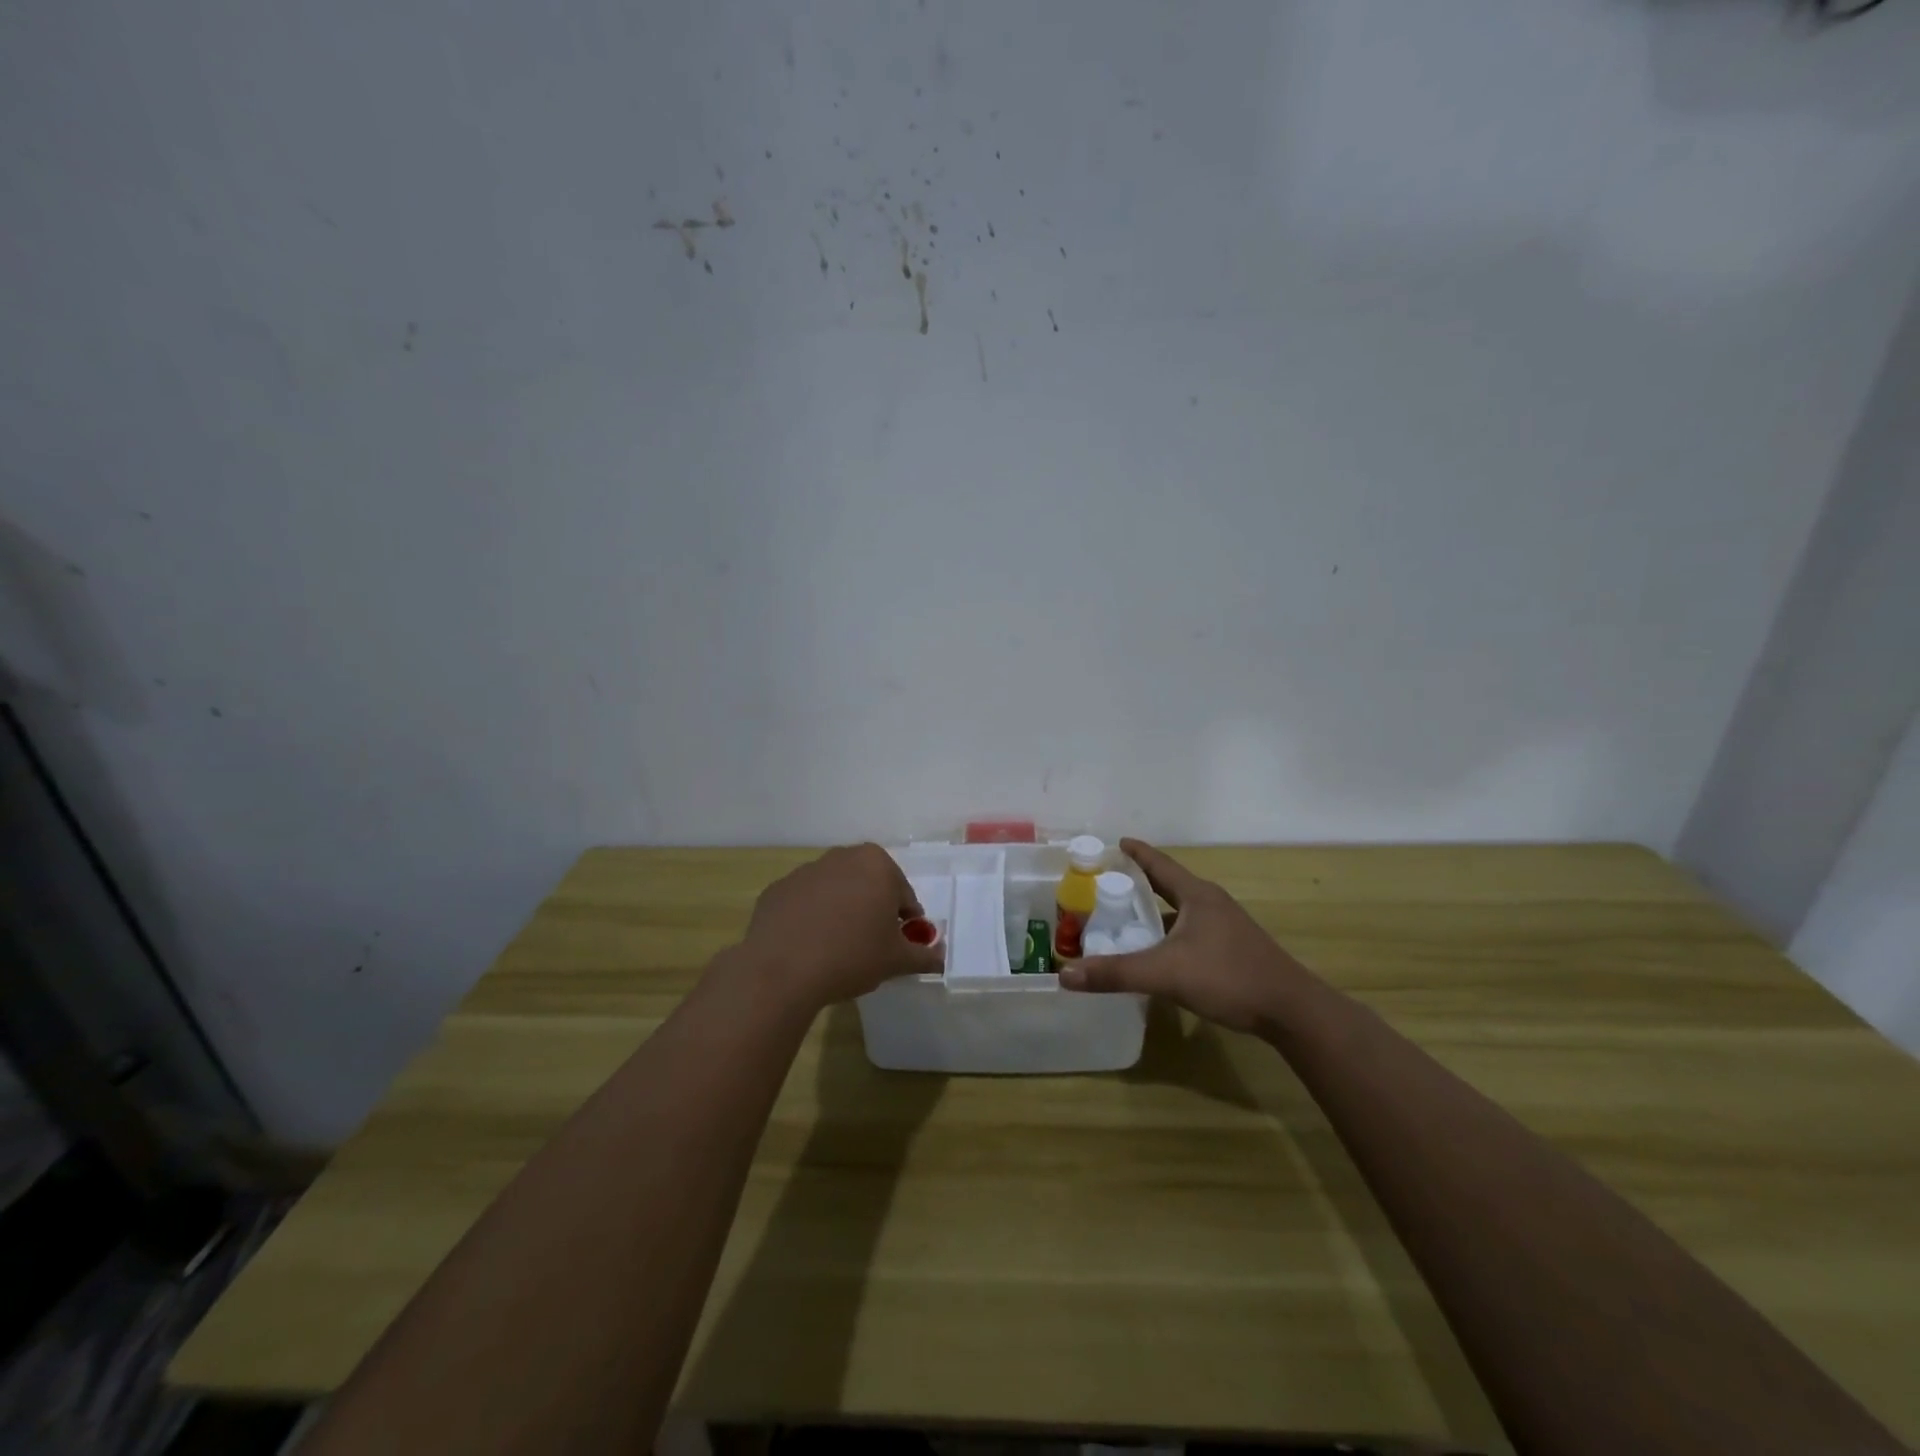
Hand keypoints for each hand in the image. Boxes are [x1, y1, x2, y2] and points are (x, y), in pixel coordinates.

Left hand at [735, 844, 944, 1011]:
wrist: (781, 971)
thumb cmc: (852, 956)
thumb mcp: (897, 961)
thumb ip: (924, 955)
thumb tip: (941, 958)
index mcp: (876, 864)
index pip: (903, 894)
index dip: (905, 921)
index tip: (898, 943)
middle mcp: (841, 857)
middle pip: (868, 884)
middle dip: (872, 909)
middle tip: (870, 944)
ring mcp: (805, 871)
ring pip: (835, 891)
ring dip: (841, 911)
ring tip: (837, 948)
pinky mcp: (777, 890)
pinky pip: (804, 903)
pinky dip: (810, 918)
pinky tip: (807, 946)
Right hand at [1058, 839, 1314, 1035]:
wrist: (1291, 1010)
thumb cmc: (1228, 977)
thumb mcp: (1166, 973)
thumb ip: (1115, 973)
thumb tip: (1065, 974)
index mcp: (1196, 895)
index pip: (1159, 864)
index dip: (1136, 852)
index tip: (1115, 842)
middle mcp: (1211, 903)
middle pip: (1169, 885)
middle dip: (1139, 883)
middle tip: (1107, 884)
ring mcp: (1226, 927)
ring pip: (1181, 911)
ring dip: (1155, 912)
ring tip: (1125, 919)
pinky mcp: (1233, 949)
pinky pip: (1191, 931)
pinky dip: (1169, 934)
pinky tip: (1157, 953)